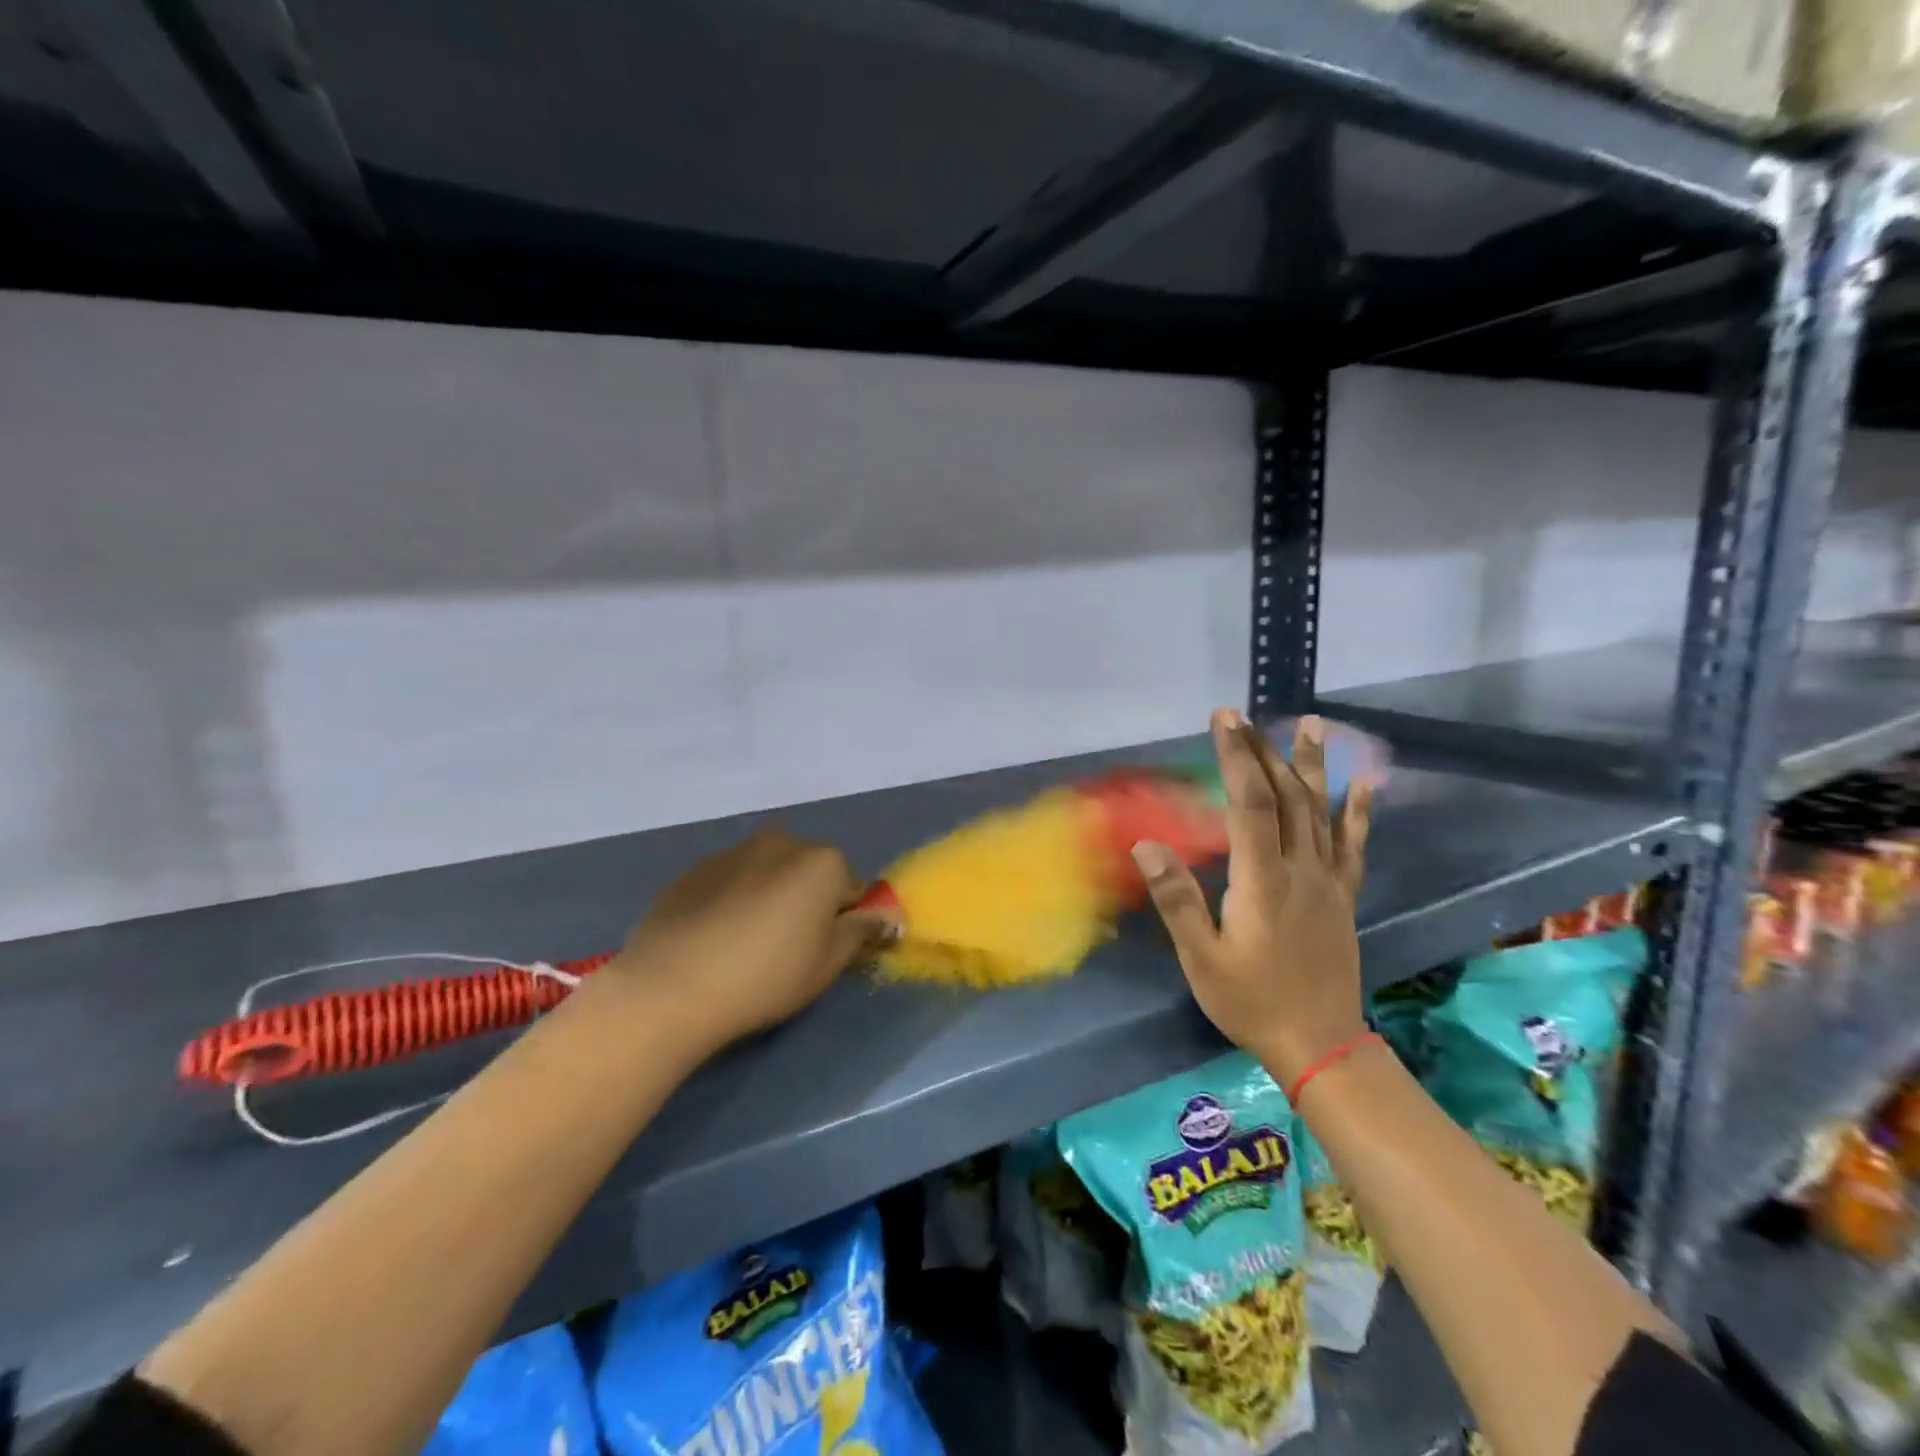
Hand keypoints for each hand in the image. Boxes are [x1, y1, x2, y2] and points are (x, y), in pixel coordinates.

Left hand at [609, 827, 893, 1054]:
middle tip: (787, 950)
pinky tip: (714, 940)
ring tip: (745, 946)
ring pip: (768, 874)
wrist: (671, 985)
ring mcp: (733, 852)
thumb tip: (886, 916)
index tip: (824, 951)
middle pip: (809, 873)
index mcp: (823, 861)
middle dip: (806, 901)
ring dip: (768, 897)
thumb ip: (861, 931)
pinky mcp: (694, 870)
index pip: (852, 888)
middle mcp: (782, 842)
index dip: (843, 921)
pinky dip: (732, 901)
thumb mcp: (828, 963)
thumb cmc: (767, 975)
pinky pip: (729, 882)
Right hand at [1131, 709, 1374, 1084]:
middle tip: (1244, 716)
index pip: (1251, 804)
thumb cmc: (1250, 1001)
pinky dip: (1357, 811)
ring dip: (1312, 765)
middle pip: (1286, 796)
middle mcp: (1300, 870)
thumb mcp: (1201, 957)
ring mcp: (1328, 881)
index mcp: (1263, 880)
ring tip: (1311, 724)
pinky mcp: (1343, 896)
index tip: (1223, 719)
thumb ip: (1176, 898)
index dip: (1237, 757)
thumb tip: (1146, 844)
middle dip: (1262, 750)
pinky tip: (1362, 783)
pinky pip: (1352, 845)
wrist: (1319, 1045)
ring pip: (1320, 811)